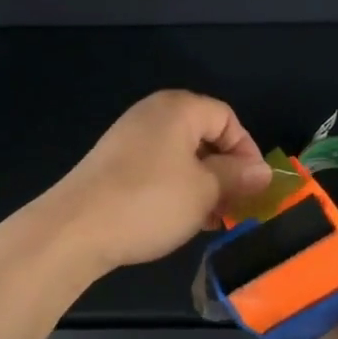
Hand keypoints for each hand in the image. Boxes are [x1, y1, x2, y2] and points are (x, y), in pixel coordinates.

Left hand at [45, 91, 272, 270]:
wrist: (74, 229)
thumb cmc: (149, 202)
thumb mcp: (204, 191)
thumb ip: (237, 176)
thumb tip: (263, 171)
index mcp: (178, 109)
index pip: (227, 119)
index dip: (247, 151)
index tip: (254, 187)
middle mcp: (152, 115)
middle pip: (204, 136)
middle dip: (226, 171)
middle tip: (236, 206)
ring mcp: (129, 139)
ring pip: (181, 157)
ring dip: (203, 185)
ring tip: (213, 219)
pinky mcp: (113, 165)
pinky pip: (158, 170)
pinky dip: (177, 190)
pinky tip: (183, 220)